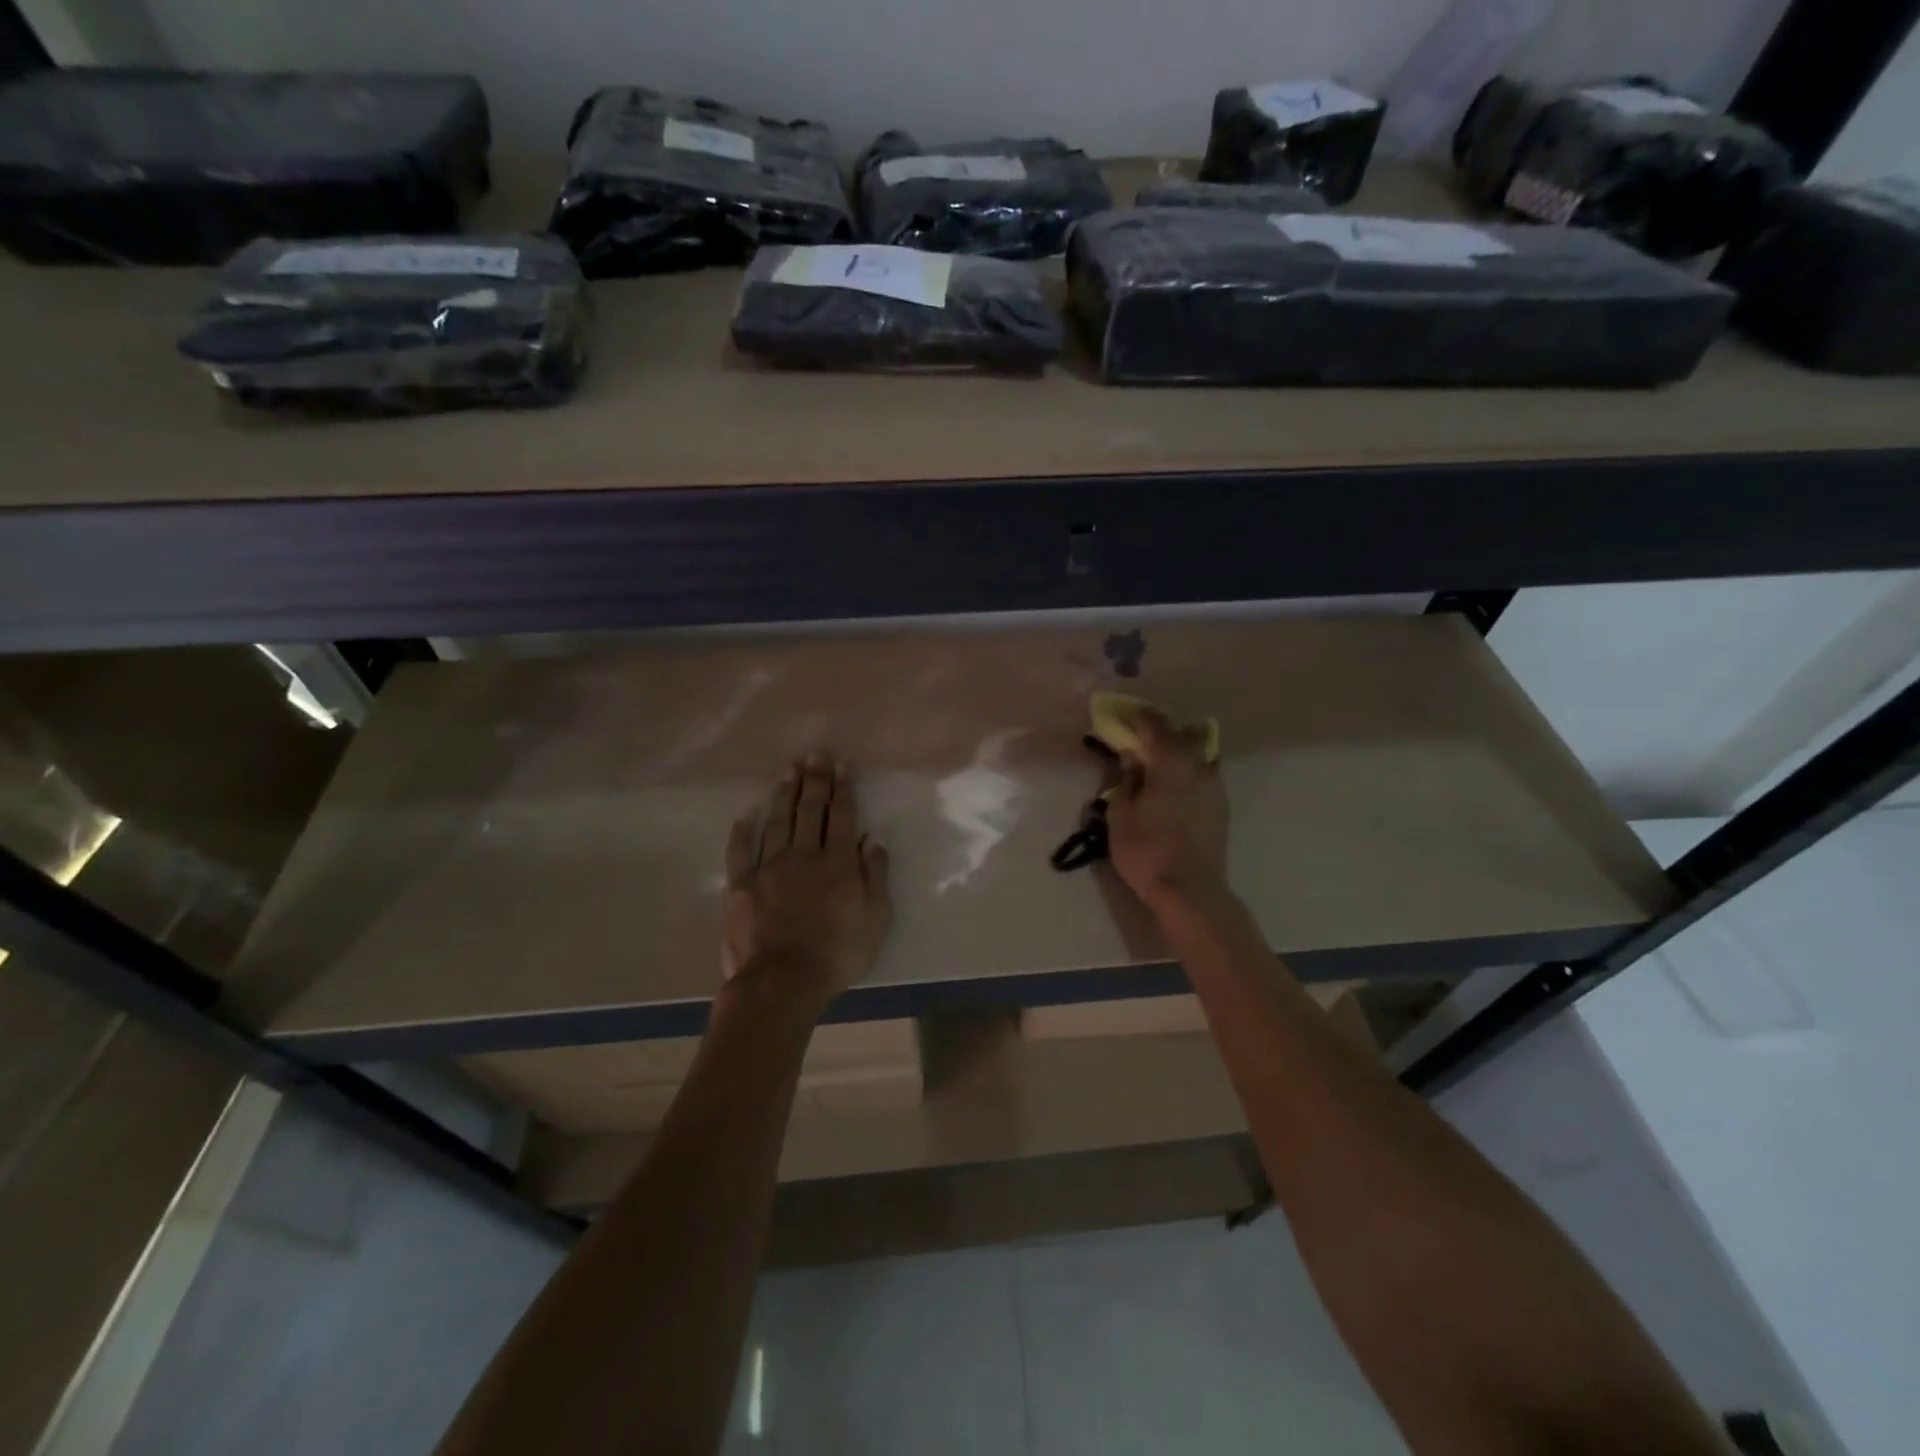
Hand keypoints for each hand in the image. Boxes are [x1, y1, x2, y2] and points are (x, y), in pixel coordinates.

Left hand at [721, 753, 892, 1006]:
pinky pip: (740, 851)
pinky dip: (743, 831)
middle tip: (815, 753)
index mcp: (837, 862)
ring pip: (777, 822)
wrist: (783, 980)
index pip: (841, 816)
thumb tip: (871, 839)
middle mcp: (803, 855)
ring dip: (784, 794)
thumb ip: (875, 875)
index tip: (841, 765)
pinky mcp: (740, 886)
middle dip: (814, 780)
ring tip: (789, 770)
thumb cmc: (838, 953)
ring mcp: (768, 868)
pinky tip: (746, 815)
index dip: (842, 788)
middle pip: (809, 810)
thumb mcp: (875, 918)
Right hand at [1105, 706, 1229, 913]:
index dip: (1137, 716)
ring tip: (1158, 761)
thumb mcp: (1120, 814)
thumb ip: (1125, 778)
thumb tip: (1131, 756)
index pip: (1154, 724)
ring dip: (1179, 749)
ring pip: (1198, 752)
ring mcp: (1215, 785)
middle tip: (1139, 737)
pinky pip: (1204, 773)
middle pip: (1182, 733)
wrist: (1191, 890)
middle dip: (1160, 730)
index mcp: (1171, 761)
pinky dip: (1189, 769)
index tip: (1121, 716)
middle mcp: (1198, 764)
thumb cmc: (1146, 850)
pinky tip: (1174, 785)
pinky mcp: (1222, 805)